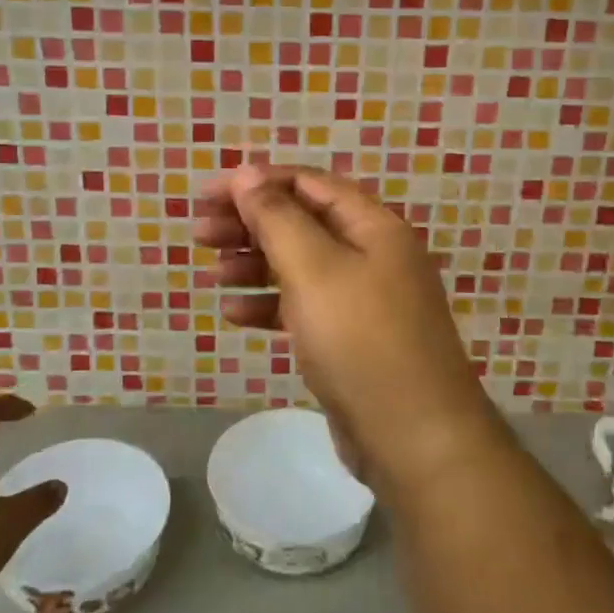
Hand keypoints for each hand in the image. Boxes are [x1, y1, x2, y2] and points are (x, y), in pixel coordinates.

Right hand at [197, 164, 506, 494]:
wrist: (415, 439)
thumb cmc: (361, 341)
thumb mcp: (314, 270)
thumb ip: (277, 218)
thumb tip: (247, 172)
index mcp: (373, 226)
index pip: (308, 184)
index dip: (256, 182)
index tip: (207, 194)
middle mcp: (372, 254)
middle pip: (302, 222)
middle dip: (249, 223)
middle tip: (198, 232)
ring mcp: (364, 299)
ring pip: (300, 265)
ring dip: (254, 264)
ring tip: (211, 272)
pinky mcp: (351, 339)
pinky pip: (304, 307)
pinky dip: (269, 305)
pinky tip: (233, 314)